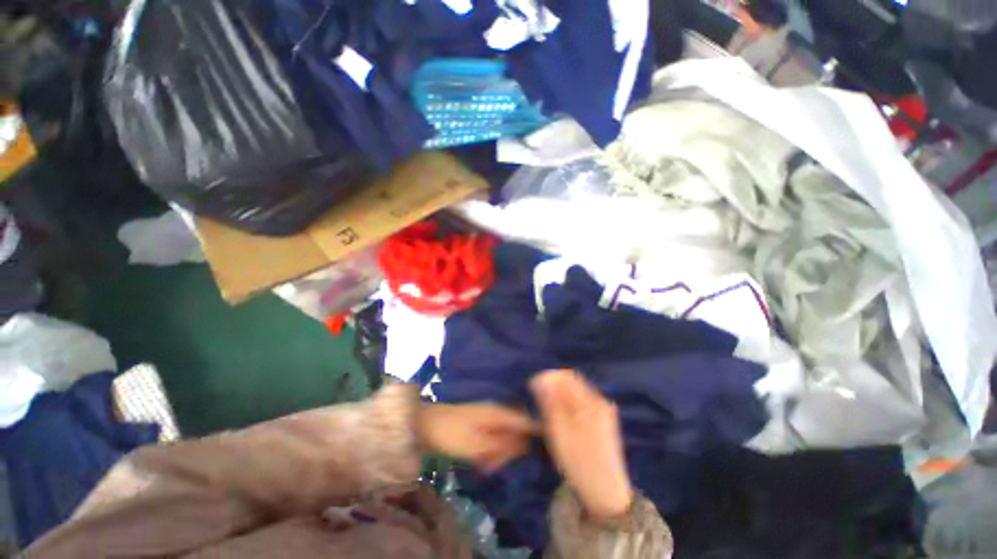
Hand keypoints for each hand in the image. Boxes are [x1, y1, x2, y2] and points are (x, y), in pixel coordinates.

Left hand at [418, 403, 536, 471]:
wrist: (427, 424)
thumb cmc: (453, 434)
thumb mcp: (479, 445)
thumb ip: (505, 445)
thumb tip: (528, 444)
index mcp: (500, 413)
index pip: (529, 421)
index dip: (541, 433)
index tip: (546, 451)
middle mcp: (499, 410)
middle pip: (518, 431)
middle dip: (512, 450)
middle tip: (495, 465)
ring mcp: (491, 415)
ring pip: (507, 435)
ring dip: (500, 452)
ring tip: (485, 465)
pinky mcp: (483, 422)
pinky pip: (495, 436)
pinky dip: (491, 449)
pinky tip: (482, 460)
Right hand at [531, 369, 633, 519]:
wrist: (606, 493)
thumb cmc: (579, 462)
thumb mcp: (559, 431)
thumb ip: (551, 402)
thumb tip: (541, 378)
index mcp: (590, 402)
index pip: (566, 376)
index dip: (547, 377)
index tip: (532, 386)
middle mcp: (600, 401)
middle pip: (573, 381)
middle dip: (554, 384)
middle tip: (539, 397)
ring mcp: (604, 411)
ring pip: (578, 391)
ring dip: (561, 393)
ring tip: (548, 407)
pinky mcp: (604, 420)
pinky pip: (583, 402)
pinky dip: (570, 402)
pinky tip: (563, 416)